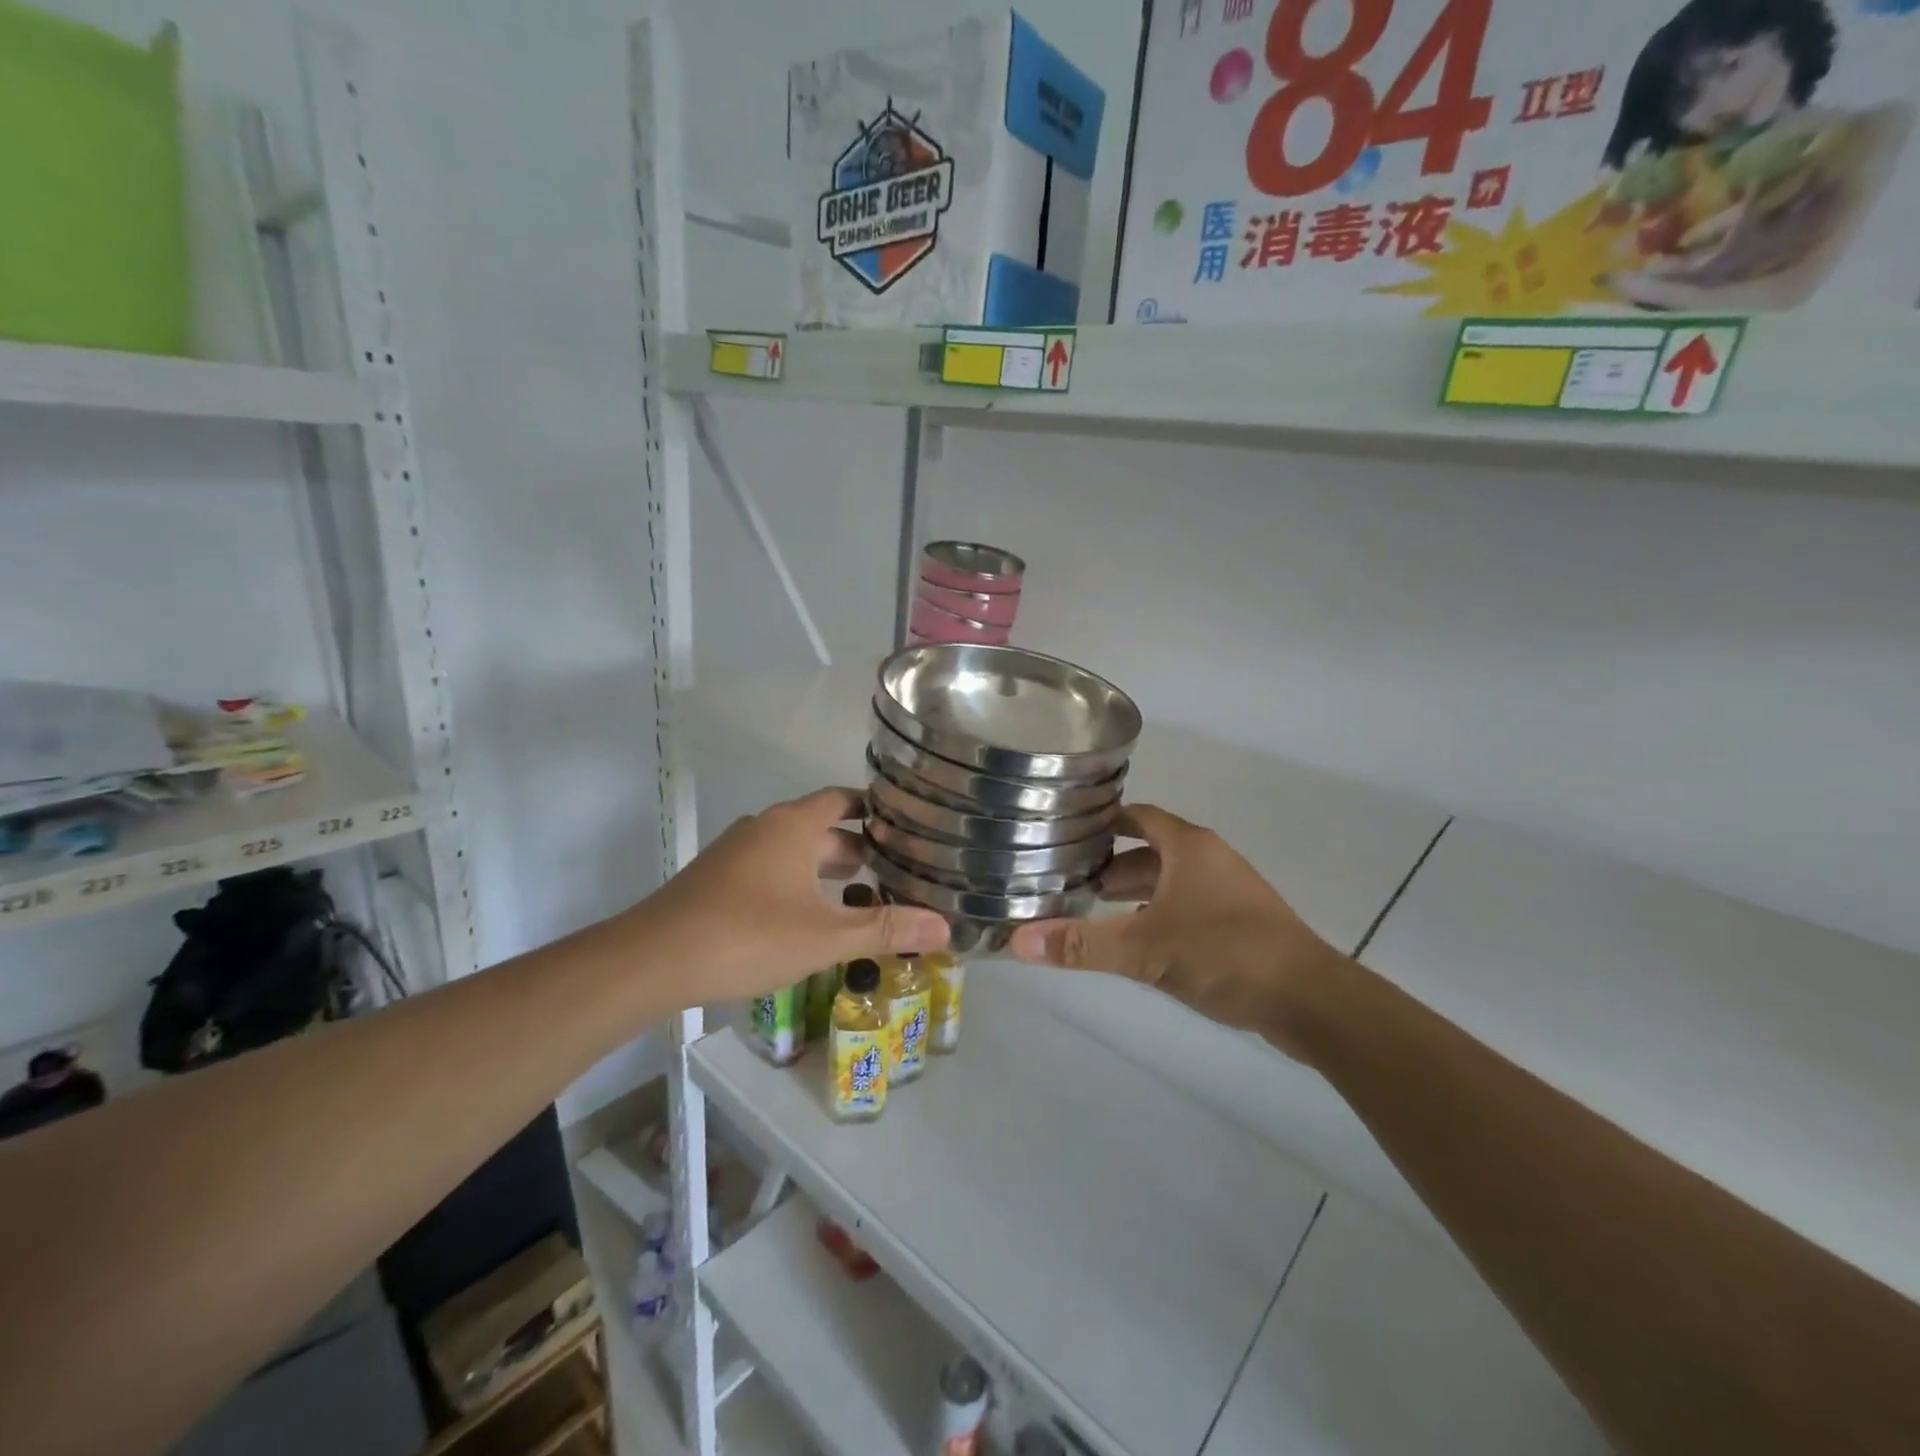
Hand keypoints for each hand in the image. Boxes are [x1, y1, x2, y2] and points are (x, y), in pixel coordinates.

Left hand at [634, 787, 948, 1003]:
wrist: (652, 961)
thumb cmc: (748, 935)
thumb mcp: (826, 937)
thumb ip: (886, 929)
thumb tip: (946, 928)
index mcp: (793, 825)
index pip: (845, 799)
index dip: (877, 810)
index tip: (910, 827)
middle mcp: (765, 827)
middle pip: (822, 827)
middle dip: (858, 848)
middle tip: (897, 872)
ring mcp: (736, 853)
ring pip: (794, 851)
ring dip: (826, 869)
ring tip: (862, 896)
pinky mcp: (717, 879)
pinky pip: (770, 870)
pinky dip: (798, 884)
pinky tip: (810, 918)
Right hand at [1007, 804, 1347, 1058]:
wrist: (1312, 1000)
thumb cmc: (1226, 953)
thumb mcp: (1146, 948)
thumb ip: (1082, 944)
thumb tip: (1017, 942)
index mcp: (1190, 847)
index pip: (1139, 816)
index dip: (1104, 821)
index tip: (1066, 832)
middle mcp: (1209, 859)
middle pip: (1151, 850)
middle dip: (1111, 864)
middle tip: (1068, 881)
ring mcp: (1228, 892)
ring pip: (1170, 881)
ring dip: (1134, 892)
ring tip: (1094, 911)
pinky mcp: (1240, 924)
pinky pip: (1187, 906)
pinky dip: (1158, 914)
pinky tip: (1138, 942)